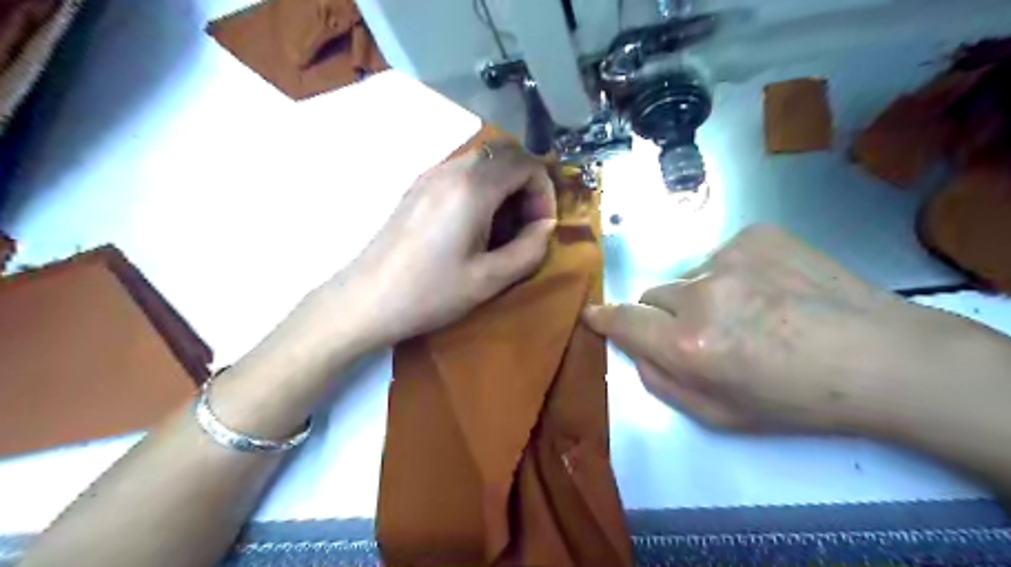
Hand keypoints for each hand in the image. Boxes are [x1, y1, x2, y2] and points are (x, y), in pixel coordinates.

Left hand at [327, 144, 556, 347]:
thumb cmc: (430, 293)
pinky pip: (462, 172)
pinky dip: (482, 188)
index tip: (542, 227)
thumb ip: (530, 249)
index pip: (528, 164)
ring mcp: (431, 175)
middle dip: (527, 185)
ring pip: (484, 161)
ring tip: (502, 228)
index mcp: (473, 187)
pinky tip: (474, 225)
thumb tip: (546, 226)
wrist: (366, 300)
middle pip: (507, 155)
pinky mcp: (418, 187)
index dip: (544, 192)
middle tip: (526, 225)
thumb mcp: (490, 279)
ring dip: (504, 186)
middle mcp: (452, 169)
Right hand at [581, 223, 984, 432]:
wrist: (880, 357)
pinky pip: (721, 255)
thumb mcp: (719, 415)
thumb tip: (634, 348)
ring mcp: (730, 257)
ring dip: (702, 294)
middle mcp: (701, 294)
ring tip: (750, 312)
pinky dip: (732, 273)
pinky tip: (770, 290)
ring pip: (688, 276)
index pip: (623, 320)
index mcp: (689, 345)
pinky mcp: (756, 235)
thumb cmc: (796, 400)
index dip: (604, 318)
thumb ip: (661, 382)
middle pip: (652, 294)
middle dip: (665, 314)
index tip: (594, 314)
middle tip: (705, 332)